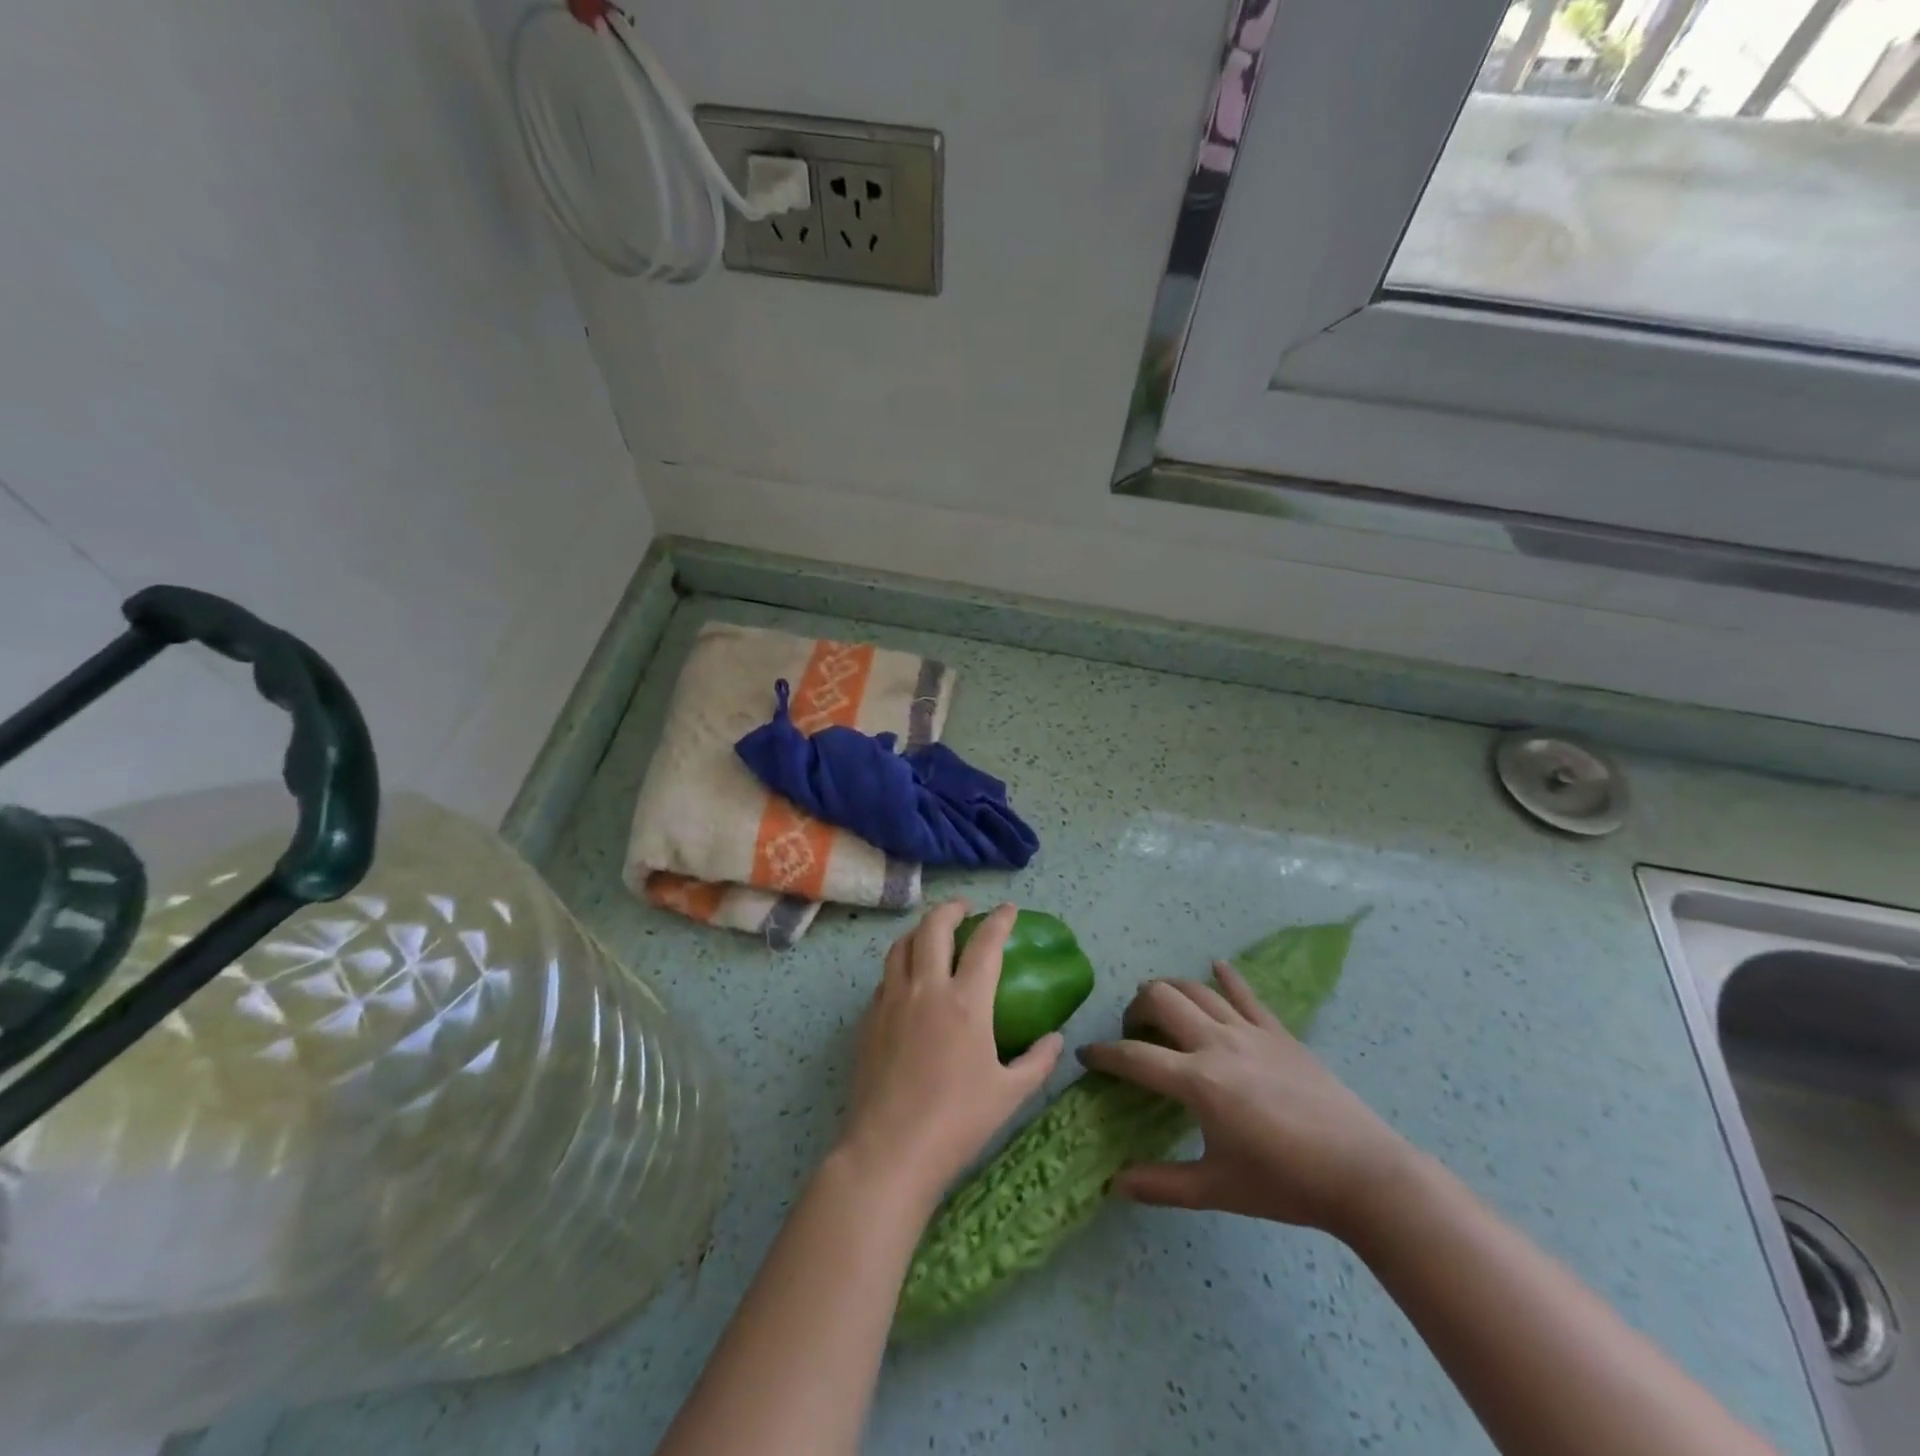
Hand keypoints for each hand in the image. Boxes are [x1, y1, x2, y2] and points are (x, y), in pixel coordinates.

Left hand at [837, 901, 1063, 1206]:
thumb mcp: (1009, 1094)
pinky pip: (885, 976)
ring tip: (933, 935)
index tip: (1008, 909)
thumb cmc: (956, 1122)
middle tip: (965, 910)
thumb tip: (1056, 1038)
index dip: (1000, 920)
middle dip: (951, 909)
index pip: (985, 944)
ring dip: (921, 931)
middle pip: (934, 927)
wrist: (889, 1150)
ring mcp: (892, 1000)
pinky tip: (908, 981)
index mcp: (966, 1002)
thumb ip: (1037, 1061)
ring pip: (902, 945)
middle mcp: (926, 989)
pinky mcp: (869, 1018)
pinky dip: (901, 965)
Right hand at [1079, 962, 1411, 1238]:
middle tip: (1133, 1033)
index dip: (1103, 1054)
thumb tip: (1114, 1183)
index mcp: (1197, 1081)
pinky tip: (1216, 968)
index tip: (1086, 1055)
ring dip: (1169, 991)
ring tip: (1162, 1009)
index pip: (1134, 1057)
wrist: (1363, 1173)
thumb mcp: (1218, 1189)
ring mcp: (1250, 1032)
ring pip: (1196, 989)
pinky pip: (1246, 994)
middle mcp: (1217, 1043)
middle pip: (1160, 999)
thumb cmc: (1285, 1184)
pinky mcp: (1279, 1032)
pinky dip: (1226, 977)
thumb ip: (1162, 1185)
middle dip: (1135, 1009)